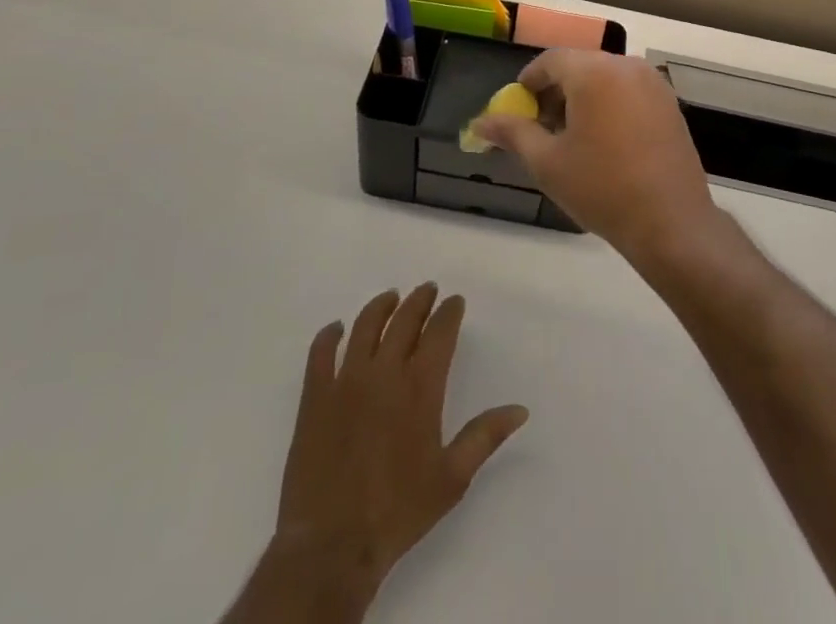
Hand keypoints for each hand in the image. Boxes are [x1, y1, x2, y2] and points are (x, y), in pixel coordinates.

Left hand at [269, 284, 528, 609]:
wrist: (333, 545)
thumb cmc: (399, 511)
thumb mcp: (452, 479)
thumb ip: (485, 437)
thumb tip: (519, 409)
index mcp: (420, 388)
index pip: (439, 333)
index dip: (449, 313)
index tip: (454, 301)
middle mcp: (384, 372)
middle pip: (404, 320)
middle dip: (420, 301)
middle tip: (428, 290)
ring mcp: (346, 380)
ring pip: (365, 326)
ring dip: (381, 306)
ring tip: (391, 297)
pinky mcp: (316, 396)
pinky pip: (321, 352)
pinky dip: (329, 335)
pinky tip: (336, 328)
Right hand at [474, 50, 724, 263]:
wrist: (671, 223)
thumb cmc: (602, 188)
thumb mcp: (547, 162)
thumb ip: (512, 133)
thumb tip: (480, 123)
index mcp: (594, 72)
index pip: (551, 60)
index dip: (529, 81)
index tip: (518, 108)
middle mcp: (626, 66)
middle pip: (579, 66)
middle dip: (555, 91)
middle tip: (541, 127)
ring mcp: (653, 83)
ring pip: (605, 77)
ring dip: (582, 97)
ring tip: (571, 137)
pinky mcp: (670, 103)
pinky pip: (628, 90)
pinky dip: (609, 103)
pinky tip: (604, 141)